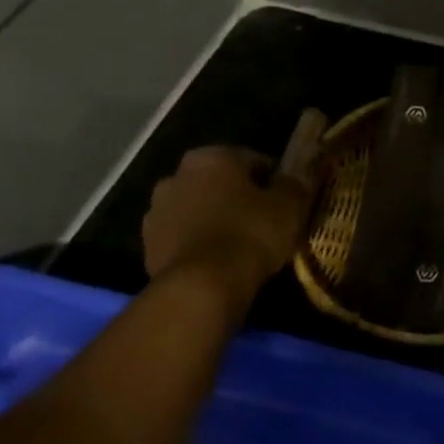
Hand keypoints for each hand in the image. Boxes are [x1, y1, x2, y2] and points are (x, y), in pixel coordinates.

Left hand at [142, 146, 310, 291]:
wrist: (202, 285)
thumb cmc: (250, 233)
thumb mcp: (290, 206)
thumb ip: (294, 185)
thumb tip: (295, 178)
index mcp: (212, 157)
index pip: (251, 160)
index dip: (272, 180)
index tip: (285, 200)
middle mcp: (177, 175)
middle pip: (218, 183)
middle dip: (238, 197)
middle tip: (263, 220)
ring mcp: (156, 211)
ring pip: (197, 209)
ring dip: (214, 219)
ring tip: (241, 244)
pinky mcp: (148, 246)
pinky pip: (183, 237)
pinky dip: (199, 243)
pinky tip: (220, 261)